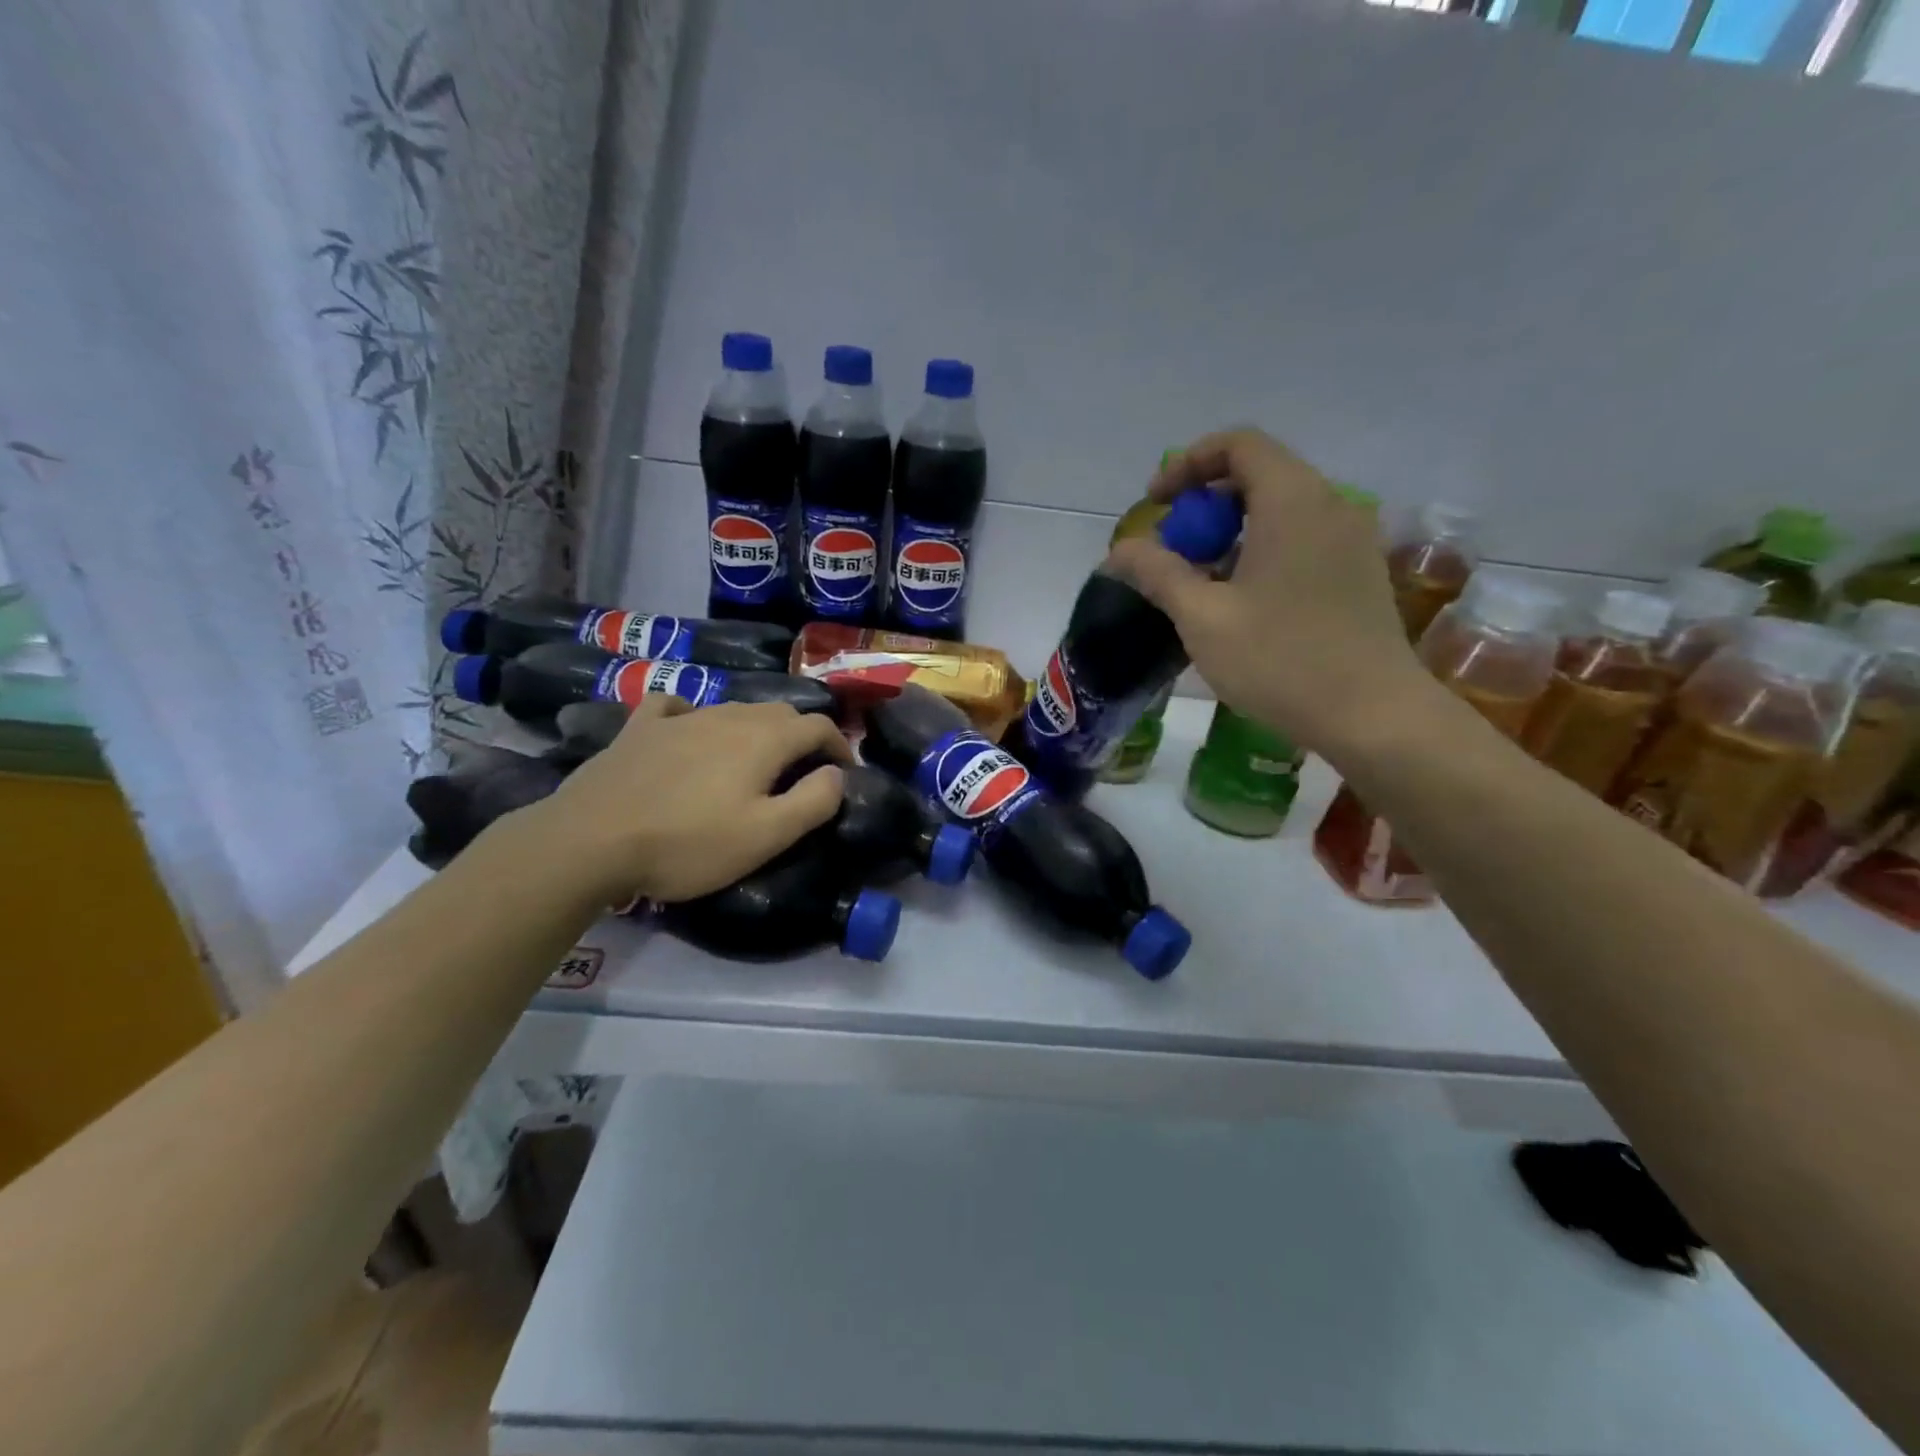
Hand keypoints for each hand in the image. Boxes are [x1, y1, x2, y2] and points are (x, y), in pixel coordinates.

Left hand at [520, 696, 850, 904]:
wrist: (590, 841)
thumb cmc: (688, 843)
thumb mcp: (766, 835)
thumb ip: (814, 801)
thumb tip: (837, 773)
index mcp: (763, 739)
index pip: (818, 725)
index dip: (839, 745)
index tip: (844, 772)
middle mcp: (727, 716)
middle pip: (779, 712)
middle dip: (801, 735)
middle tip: (803, 770)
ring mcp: (680, 718)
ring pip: (733, 709)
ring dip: (756, 729)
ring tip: (753, 761)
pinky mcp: (639, 728)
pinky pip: (675, 707)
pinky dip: (694, 716)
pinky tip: (688, 732)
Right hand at [1107, 428, 1431, 757]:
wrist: (1373, 716)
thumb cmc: (1280, 660)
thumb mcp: (1202, 618)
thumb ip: (1158, 573)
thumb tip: (1120, 550)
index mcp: (1292, 500)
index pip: (1238, 445)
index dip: (1187, 464)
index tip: (1154, 504)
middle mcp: (1330, 505)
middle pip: (1259, 475)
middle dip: (1204, 503)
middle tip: (1172, 548)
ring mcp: (1353, 539)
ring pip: (1281, 510)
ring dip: (1232, 531)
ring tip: (1200, 580)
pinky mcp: (1360, 572)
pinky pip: (1303, 538)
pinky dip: (1263, 549)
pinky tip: (1243, 600)